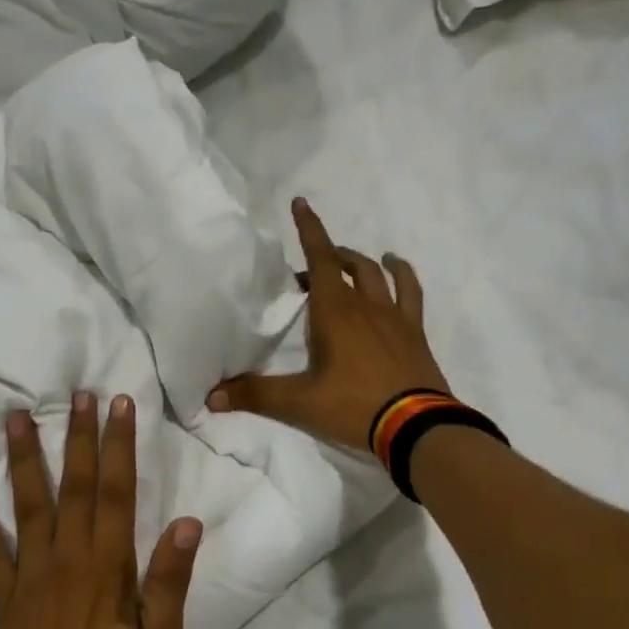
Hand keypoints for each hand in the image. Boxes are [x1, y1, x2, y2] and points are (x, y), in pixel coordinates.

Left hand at [0, 393, 200, 628]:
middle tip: (76, 394)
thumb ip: (169, 582)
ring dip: (24, 458)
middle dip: (78, 437)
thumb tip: (187, 523)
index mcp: (107, 567)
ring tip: (16, 417)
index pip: (118, 492)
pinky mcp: (3, 597)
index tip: (118, 405)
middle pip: (75, 486)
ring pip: (27, 504)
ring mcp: (28, 576)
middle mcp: (66, 559)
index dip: (119, 445)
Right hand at [207, 197, 450, 449]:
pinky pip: (411, 293)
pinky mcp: (415, 333)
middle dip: (328, 257)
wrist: (416, 426)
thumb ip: (255, 395)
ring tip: (355, 261)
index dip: (310, 230)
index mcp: (335, 312)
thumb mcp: (299, 402)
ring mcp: (395, 317)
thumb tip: (211, 397)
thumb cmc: (354, 406)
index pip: (320, 259)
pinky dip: (403, 277)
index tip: (301, 203)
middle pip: (348, 265)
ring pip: (380, 275)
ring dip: (363, 263)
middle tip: (309, 271)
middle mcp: (366, 305)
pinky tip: (398, 273)